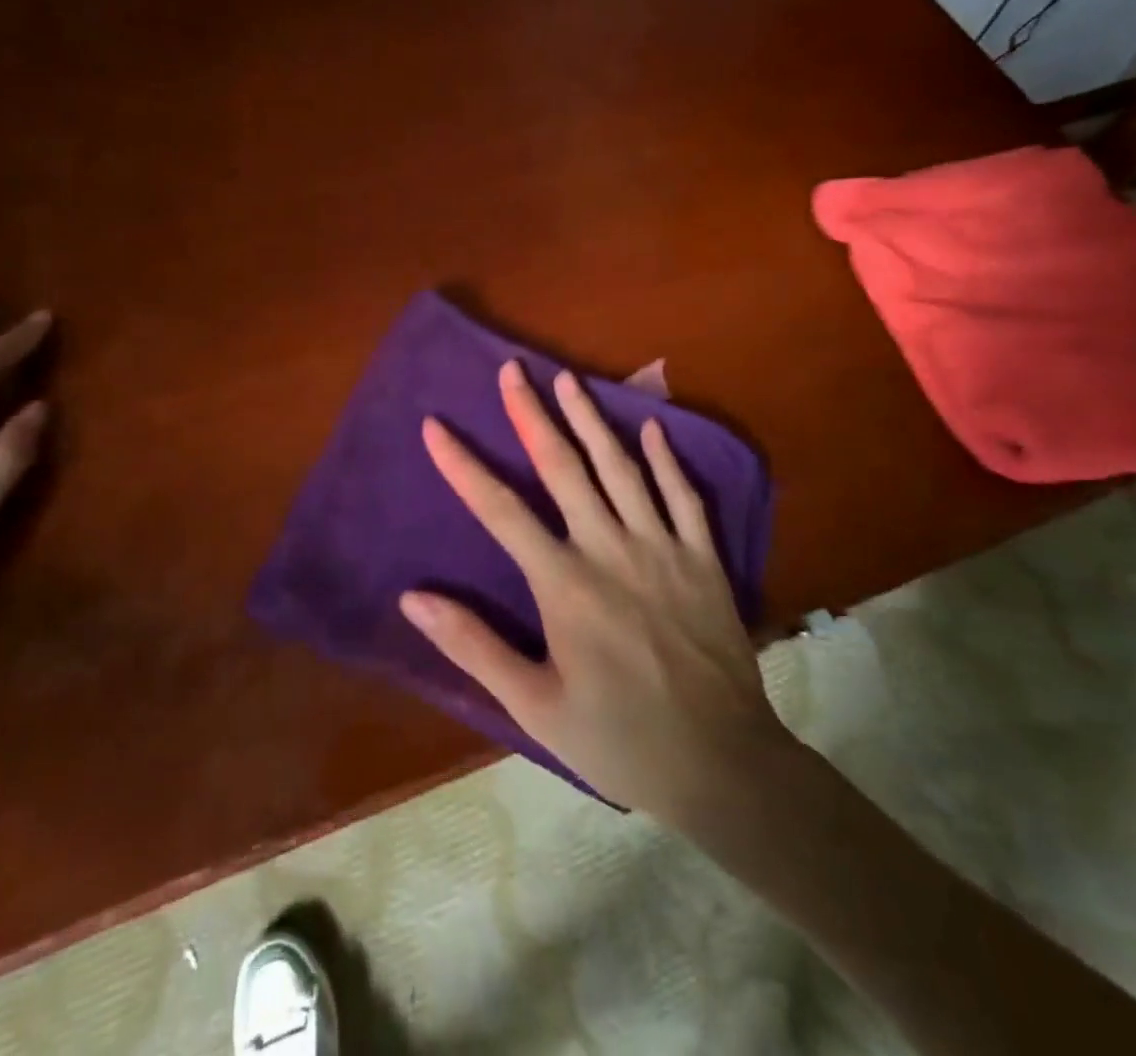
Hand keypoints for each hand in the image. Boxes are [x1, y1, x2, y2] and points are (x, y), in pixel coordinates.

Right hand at [400, 361, 798, 821]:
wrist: (722, 767)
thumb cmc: (618, 739)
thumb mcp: (534, 706)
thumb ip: (473, 646)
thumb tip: (413, 597)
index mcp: (565, 584)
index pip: (500, 510)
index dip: (463, 465)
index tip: (435, 426)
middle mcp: (610, 550)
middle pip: (564, 467)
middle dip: (532, 414)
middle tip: (512, 369)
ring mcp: (663, 549)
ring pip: (621, 468)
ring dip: (591, 419)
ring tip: (568, 379)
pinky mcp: (703, 559)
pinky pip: (684, 496)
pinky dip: (666, 458)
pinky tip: (650, 427)